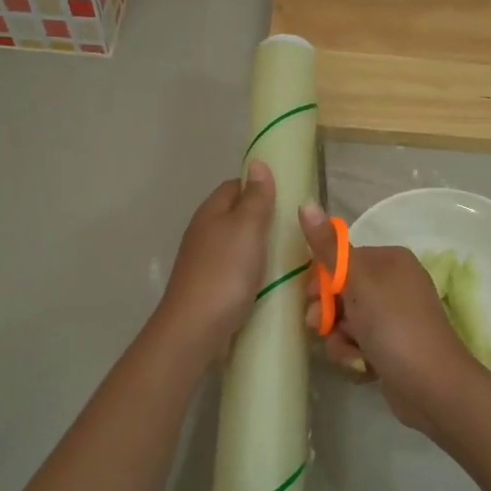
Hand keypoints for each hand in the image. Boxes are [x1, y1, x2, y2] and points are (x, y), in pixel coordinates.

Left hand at [155, 161, 275, 358]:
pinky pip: (235, 270)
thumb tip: (257, 163)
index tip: (288, 198)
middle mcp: (203, 233)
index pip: (235, 186)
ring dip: (259, 248)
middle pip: (235, 216)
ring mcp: (204, 262)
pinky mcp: (209, 287)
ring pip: (236, 245)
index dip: (260, 187)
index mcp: (210, 212)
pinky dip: (252, 272)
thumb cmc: (225, 271)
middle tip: (294, 230)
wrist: (196, 328)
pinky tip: (269, 281)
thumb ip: (255, 198)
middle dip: (263, 220)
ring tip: (288, 256)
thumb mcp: (247, 228)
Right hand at [300, 202, 479, 432]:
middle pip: (340, 293)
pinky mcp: (391, 348)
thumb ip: (329, 248)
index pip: (340, 261)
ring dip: (340, 341)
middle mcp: (393, 285)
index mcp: (389, 261)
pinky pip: (358, 345)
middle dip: (328, 316)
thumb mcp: (358, 283)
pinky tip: (365, 368)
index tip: (312, 299)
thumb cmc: (395, 327)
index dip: (320, 282)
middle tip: (324, 328)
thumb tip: (305, 203)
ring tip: (354, 354)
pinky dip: (356, 356)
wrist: (434, 387)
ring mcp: (393, 319)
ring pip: (345, 323)